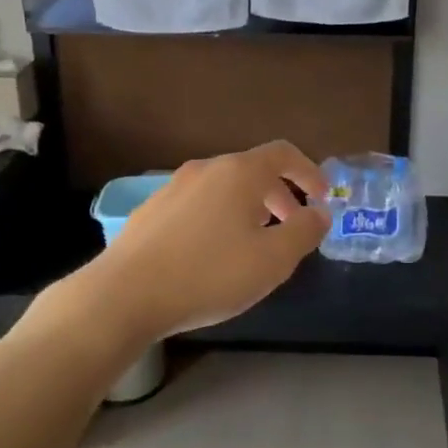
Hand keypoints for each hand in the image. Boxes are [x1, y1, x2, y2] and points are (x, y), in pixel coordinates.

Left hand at [89, 141, 330, 338]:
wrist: (125, 295)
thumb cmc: (209, 274)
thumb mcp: (273, 260)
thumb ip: (304, 232)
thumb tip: (320, 212)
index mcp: (239, 173)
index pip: (283, 153)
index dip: (309, 171)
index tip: (322, 197)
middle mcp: (205, 169)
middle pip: (253, 170)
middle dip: (280, 194)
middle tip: (292, 227)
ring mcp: (173, 187)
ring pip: (223, 188)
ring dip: (249, 207)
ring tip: (254, 242)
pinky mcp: (151, 210)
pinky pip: (198, 204)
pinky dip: (219, 217)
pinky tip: (212, 253)